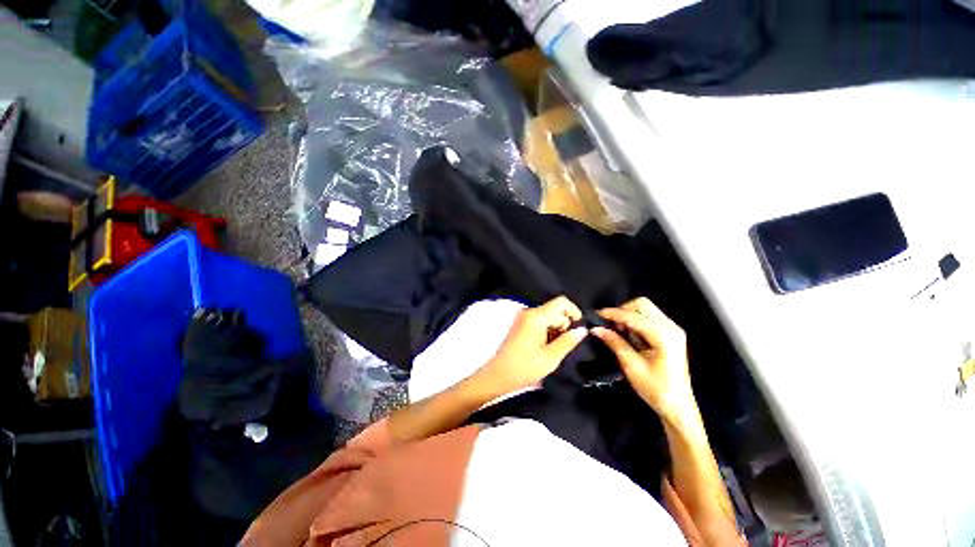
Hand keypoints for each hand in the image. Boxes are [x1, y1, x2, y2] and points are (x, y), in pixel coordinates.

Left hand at [476, 296, 587, 394]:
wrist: (498, 375)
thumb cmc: (524, 368)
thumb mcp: (551, 357)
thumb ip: (568, 341)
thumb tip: (582, 329)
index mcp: (536, 316)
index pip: (561, 302)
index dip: (574, 312)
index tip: (579, 329)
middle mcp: (529, 312)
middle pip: (555, 310)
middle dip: (565, 324)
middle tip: (567, 345)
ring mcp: (523, 317)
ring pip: (548, 316)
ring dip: (556, 329)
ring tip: (555, 349)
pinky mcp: (520, 324)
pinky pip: (539, 321)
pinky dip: (547, 330)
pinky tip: (546, 347)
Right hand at [591, 297, 696, 418]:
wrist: (678, 406)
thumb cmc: (655, 389)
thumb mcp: (631, 366)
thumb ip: (615, 342)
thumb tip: (596, 328)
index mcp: (663, 335)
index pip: (633, 316)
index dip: (613, 314)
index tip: (596, 315)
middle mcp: (670, 327)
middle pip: (642, 304)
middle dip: (622, 311)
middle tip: (610, 325)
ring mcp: (672, 329)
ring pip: (645, 309)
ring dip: (629, 315)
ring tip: (618, 330)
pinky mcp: (670, 333)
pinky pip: (649, 317)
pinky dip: (636, 320)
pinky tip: (629, 333)